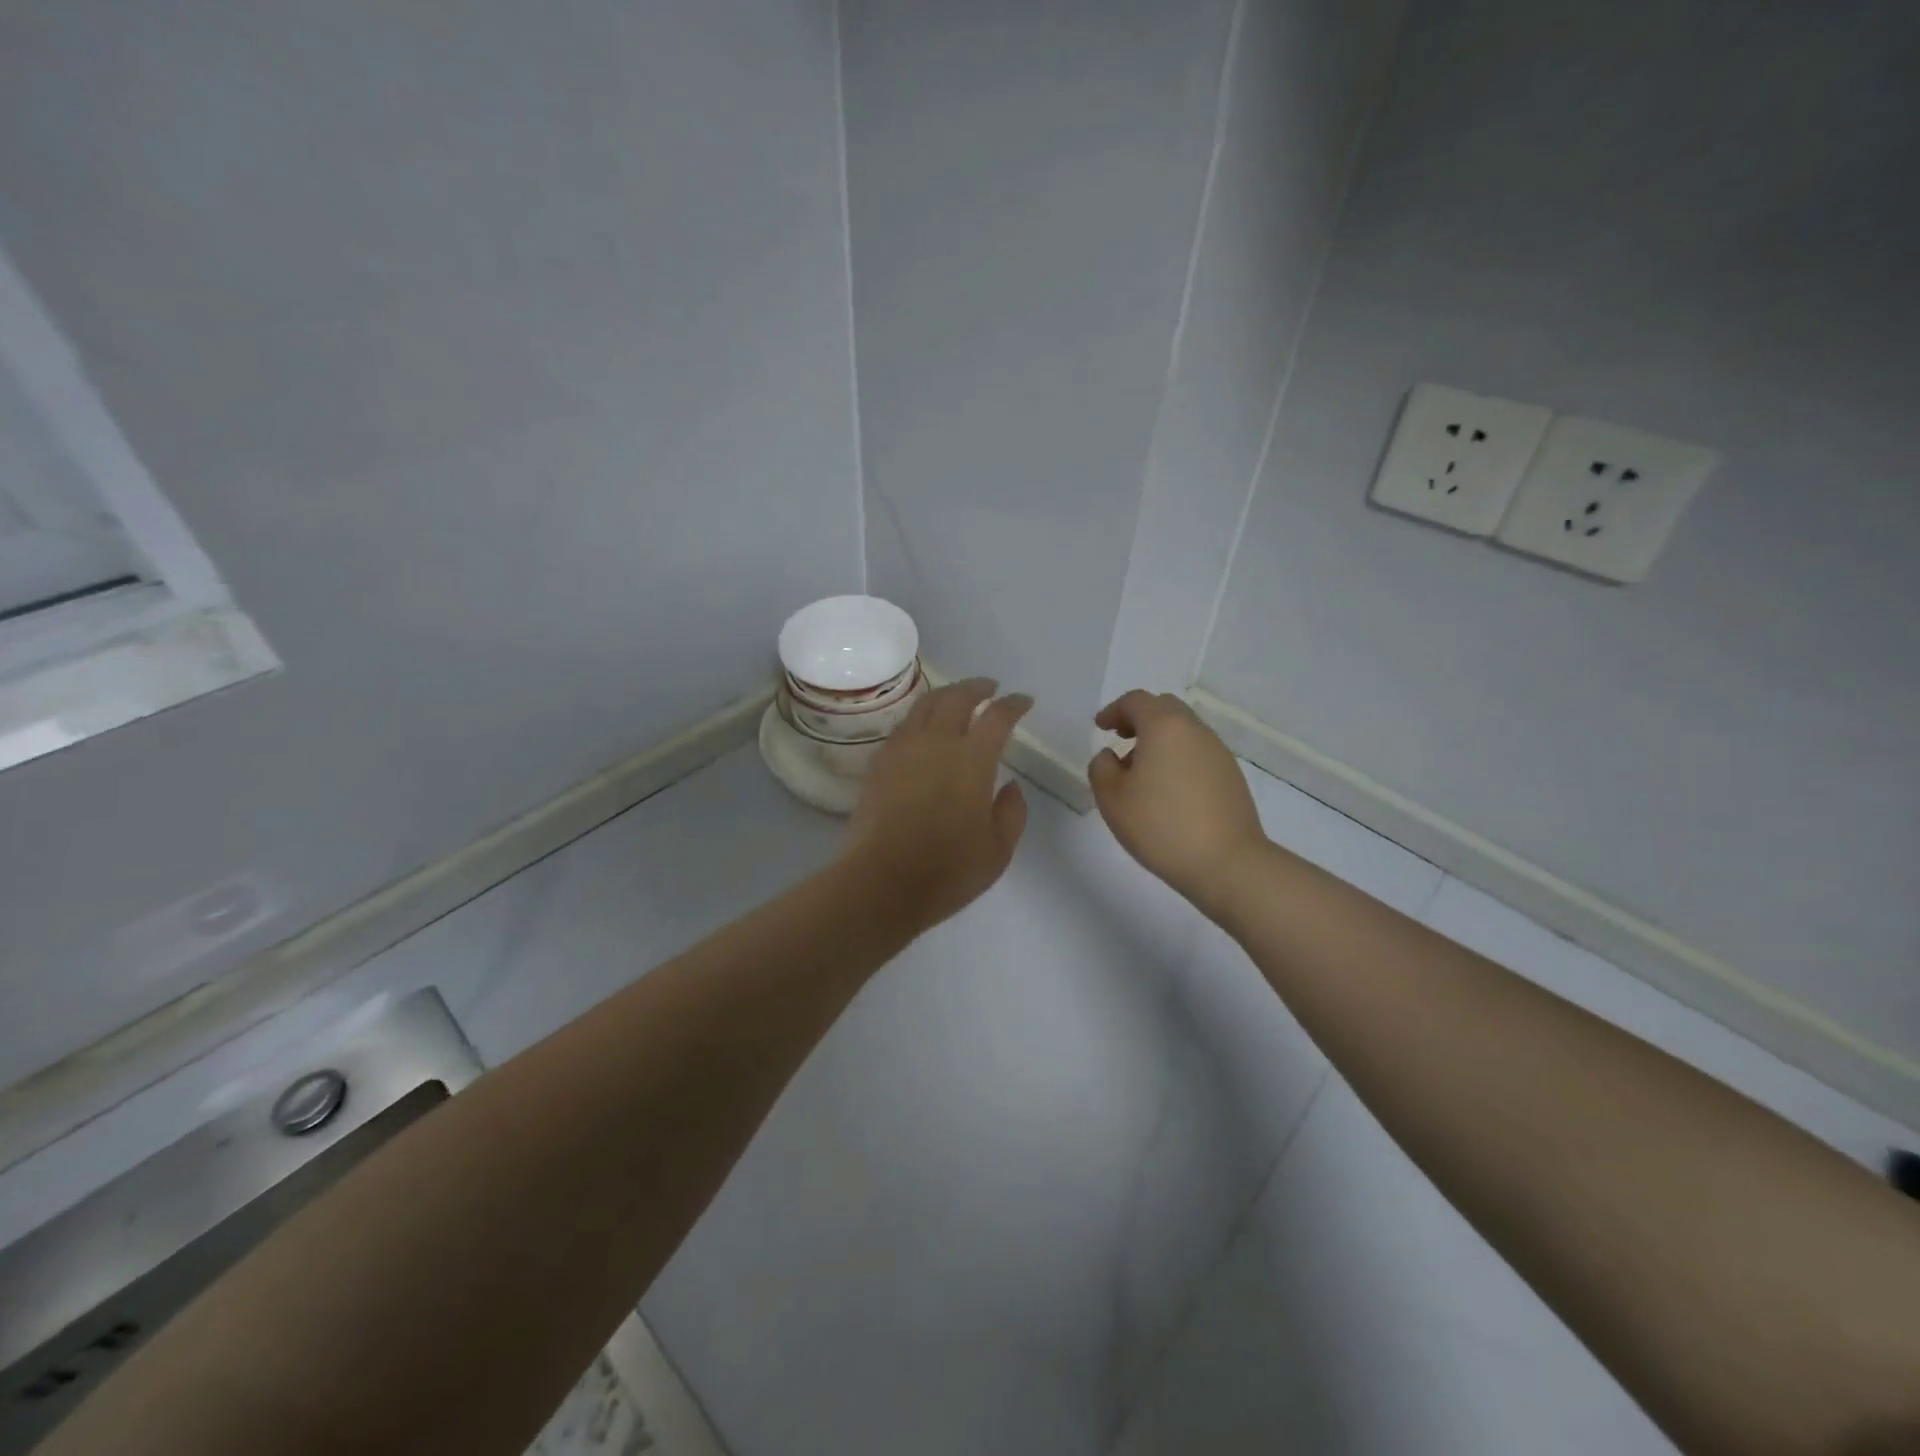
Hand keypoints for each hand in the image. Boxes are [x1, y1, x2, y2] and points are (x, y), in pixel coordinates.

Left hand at [845, 678, 1031, 933]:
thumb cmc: (948, 870)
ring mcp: (903, 749)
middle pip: (957, 697)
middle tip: (989, 688)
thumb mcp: (999, 849)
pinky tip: (925, 728)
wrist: (881, 882)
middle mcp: (936, 742)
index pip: (997, 717)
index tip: (1023, 701)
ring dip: (946, 694)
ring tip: (956, 698)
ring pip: (925, 705)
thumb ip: (1012, 811)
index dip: (1013, 704)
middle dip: (977, 687)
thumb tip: (1010, 785)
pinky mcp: (879, 763)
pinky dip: (921, 717)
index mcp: (972, 759)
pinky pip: (904, 726)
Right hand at [1088, 690, 1266, 918]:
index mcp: (1164, 726)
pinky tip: (1168, 789)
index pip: (1136, 701)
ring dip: (1160, 739)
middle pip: (1164, 708)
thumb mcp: (1112, 798)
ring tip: (1141, 771)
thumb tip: (1111, 756)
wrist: (1226, 862)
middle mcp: (1195, 730)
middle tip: (1121, 739)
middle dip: (1139, 718)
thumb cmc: (1160, 826)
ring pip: (1184, 730)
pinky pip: (1198, 752)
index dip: (1114, 710)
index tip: (1100, 727)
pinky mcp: (1231, 775)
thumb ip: (1102, 768)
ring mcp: (1218, 752)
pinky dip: (1178, 756)